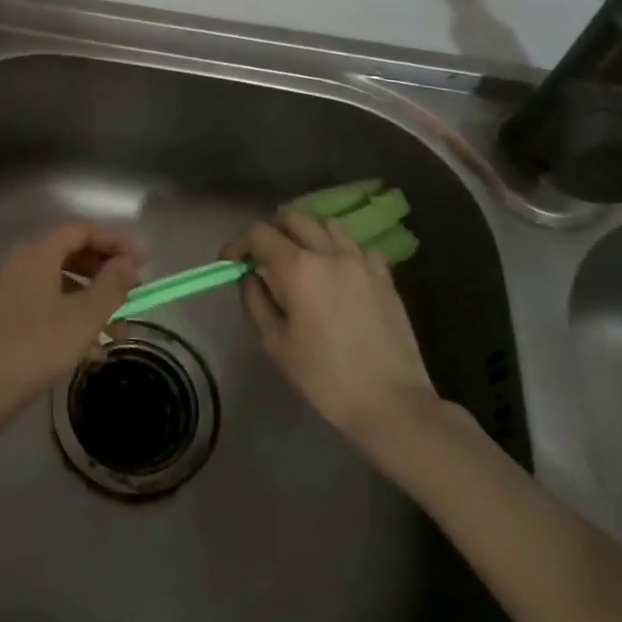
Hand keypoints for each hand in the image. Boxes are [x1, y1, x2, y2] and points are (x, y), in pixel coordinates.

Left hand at [0, 222, 144, 427]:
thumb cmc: (35, 347)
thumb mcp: (83, 318)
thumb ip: (112, 285)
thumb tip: (128, 262)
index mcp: (37, 252)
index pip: (82, 230)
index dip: (115, 241)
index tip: (143, 263)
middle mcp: (18, 261)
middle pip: (70, 255)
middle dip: (105, 276)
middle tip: (132, 297)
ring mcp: (5, 288)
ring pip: (58, 284)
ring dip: (90, 304)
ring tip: (116, 335)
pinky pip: (42, 304)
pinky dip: (68, 318)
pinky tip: (88, 352)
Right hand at [224, 213, 439, 445]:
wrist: (391, 402)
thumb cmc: (325, 377)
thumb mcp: (275, 344)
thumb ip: (255, 301)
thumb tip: (250, 276)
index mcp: (298, 269)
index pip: (259, 233)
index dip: (238, 242)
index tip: (230, 261)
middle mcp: (330, 254)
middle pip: (293, 219)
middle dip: (271, 232)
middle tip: (261, 257)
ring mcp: (362, 262)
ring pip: (327, 225)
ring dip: (307, 234)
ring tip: (300, 259)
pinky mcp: (385, 276)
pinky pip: (357, 247)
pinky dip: (339, 250)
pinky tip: (337, 274)